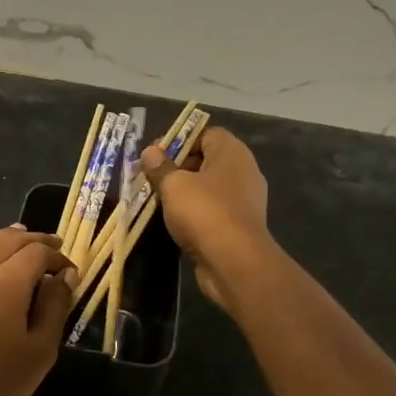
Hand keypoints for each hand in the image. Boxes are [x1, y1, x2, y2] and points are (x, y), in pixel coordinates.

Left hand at [0, 226, 78, 395]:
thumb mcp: (40, 349)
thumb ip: (55, 306)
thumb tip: (65, 276)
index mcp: (6, 281)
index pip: (37, 253)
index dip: (58, 258)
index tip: (71, 273)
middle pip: (8, 239)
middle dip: (34, 240)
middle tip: (53, 247)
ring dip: (5, 239)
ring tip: (22, 241)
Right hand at [141, 127, 272, 314]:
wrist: (235, 261)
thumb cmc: (204, 212)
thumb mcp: (174, 185)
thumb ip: (160, 167)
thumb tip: (150, 151)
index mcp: (232, 152)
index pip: (205, 133)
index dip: (179, 140)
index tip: (155, 155)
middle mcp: (243, 171)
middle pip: (207, 160)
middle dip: (178, 167)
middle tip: (152, 178)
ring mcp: (245, 199)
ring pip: (209, 187)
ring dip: (185, 192)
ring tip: (159, 200)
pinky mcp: (240, 224)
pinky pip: (214, 209)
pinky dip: (196, 212)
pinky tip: (176, 222)